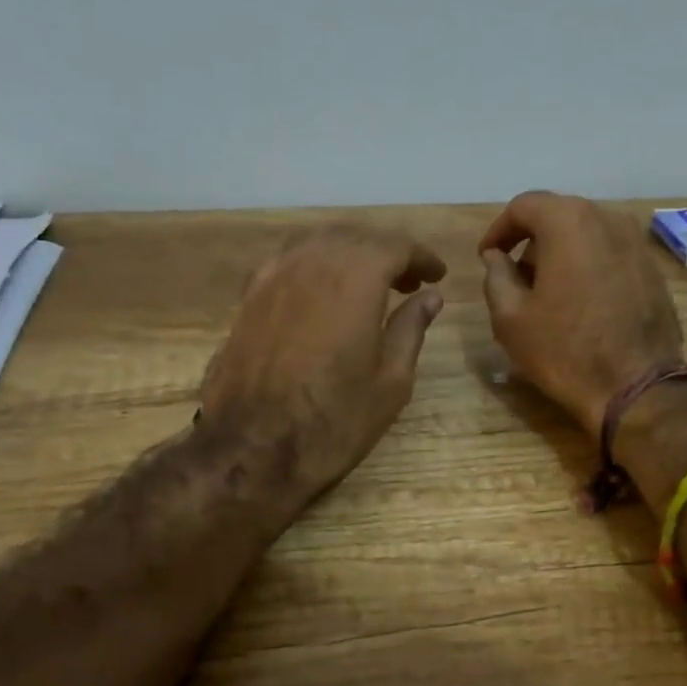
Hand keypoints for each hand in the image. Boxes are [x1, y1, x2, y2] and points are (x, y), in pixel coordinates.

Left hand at [201, 224, 446, 495]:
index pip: (395, 246)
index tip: (437, 275)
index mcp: (355, 278)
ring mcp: (273, 276)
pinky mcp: (249, 297)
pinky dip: (315, 266)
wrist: (251, 448)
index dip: (421, 257)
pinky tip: (324, 294)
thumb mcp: (391, 381)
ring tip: (368, 285)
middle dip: (386, 252)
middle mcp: (311, 262)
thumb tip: (429, 297)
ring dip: (349, 254)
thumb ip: (410, 329)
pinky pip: (289, 261)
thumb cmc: (334, 420)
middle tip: (409, 281)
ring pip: (319, 243)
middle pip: (355, 237)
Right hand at [479, 191, 682, 437]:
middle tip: (516, 277)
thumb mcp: (510, 317)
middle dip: (532, 241)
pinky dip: (590, 266)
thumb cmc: (564, 350)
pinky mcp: (653, 269)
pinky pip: (611, 254)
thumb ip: (496, 276)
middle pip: (559, 215)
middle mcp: (608, 219)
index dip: (499, 230)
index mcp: (568, 222)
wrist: (637, 386)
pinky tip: (581, 302)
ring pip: (588, 234)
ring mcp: (637, 243)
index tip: (488, 257)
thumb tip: (497, 257)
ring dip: (563, 253)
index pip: (524, 206)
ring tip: (549, 292)